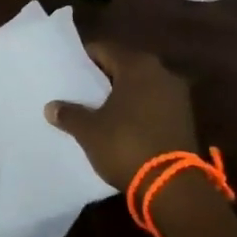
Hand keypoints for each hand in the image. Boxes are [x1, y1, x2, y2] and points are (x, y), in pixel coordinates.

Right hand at [44, 41, 197, 190]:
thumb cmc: (126, 145)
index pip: (104, 50)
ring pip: (141, 86)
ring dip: (123, 94)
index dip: (84, 59)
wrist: (172, 186)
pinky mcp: (185, 119)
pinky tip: (122, 125)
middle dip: (104, 77)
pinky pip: (154, 104)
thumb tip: (51, 107)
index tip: (68, 71)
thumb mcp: (89, 131)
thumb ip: (69, 114)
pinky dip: (138, 110)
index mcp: (137, 66)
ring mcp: (177, 96)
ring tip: (99, 109)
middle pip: (124, 66)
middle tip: (80, 89)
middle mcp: (161, 73)